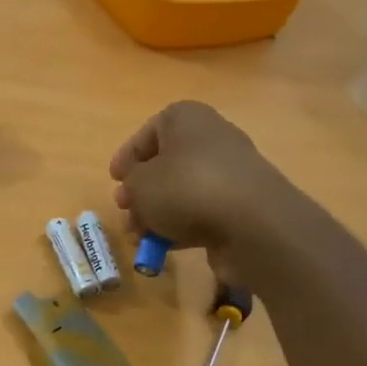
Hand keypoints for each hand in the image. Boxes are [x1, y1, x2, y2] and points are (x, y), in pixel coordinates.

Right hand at [109, 101, 304, 289]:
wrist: (253, 224)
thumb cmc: (186, 189)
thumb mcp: (139, 184)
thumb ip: (130, 184)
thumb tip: (136, 190)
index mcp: (186, 118)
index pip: (148, 131)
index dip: (127, 156)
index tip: (114, 179)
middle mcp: (212, 138)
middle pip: (166, 163)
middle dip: (141, 190)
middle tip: (125, 209)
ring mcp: (230, 172)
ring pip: (182, 190)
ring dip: (157, 213)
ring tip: (139, 237)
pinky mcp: (242, 204)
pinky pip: (202, 211)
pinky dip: (181, 226)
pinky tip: (164, 247)